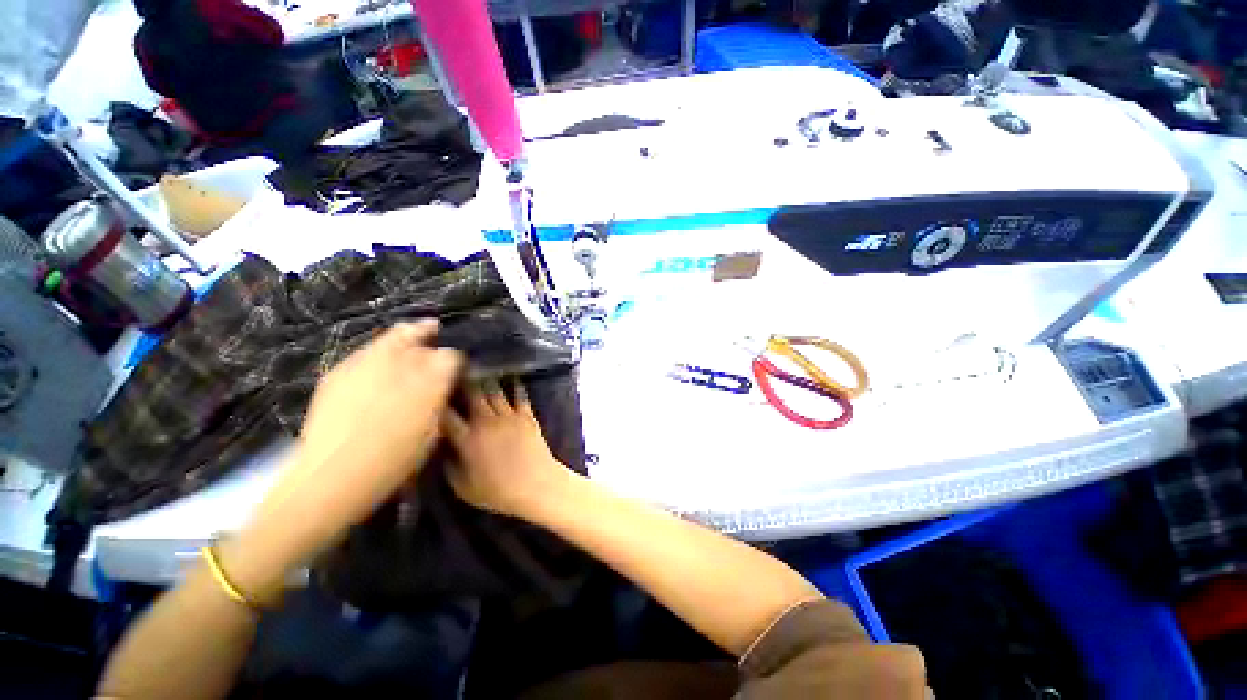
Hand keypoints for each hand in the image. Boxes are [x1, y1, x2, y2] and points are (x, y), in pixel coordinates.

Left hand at [236, 321, 462, 588]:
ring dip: (404, 337)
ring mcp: (364, 365)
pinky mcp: (338, 373)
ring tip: (411, 342)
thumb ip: (440, 396)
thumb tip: (445, 376)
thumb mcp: (432, 430)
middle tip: (435, 332)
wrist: (332, 477)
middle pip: (418, 333)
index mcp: (428, 379)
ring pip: (390, 337)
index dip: (456, 357)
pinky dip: (379, 352)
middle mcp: (398, 364)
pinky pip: (366, 352)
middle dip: (428, 333)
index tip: (456, 364)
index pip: (451, 354)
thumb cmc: (394, 460)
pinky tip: (380, 368)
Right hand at [443, 382, 570, 518]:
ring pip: (494, 391)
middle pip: (472, 394)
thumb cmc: (498, 491)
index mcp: (468, 439)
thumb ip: (450, 467)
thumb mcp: (464, 488)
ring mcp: (509, 416)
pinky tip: (512, 377)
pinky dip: (516, 386)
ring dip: (486, 380)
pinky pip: (520, 396)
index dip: (437, 403)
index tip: (430, 392)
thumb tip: (443, 450)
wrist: (537, 485)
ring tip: (479, 369)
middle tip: (455, 370)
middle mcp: (487, 422)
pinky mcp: (527, 416)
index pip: (447, 416)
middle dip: (462, 381)